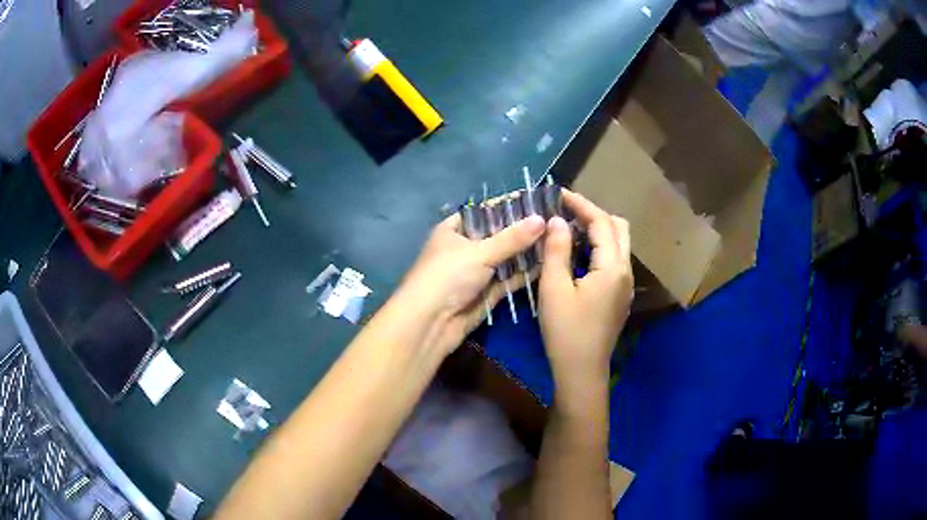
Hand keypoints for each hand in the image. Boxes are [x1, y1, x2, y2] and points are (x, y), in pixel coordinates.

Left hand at [395, 212, 545, 355]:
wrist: (430, 323)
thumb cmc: (448, 276)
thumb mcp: (480, 252)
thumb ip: (512, 238)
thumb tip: (542, 219)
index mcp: (454, 230)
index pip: (484, 211)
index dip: (508, 206)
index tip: (538, 202)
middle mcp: (465, 248)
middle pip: (498, 235)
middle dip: (523, 231)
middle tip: (555, 221)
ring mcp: (476, 272)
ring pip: (506, 258)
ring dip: (527, 251)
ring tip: (558, 238)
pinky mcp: (487, 293)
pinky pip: (509, 278)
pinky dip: (525, 272)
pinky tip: (549, 262)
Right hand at [539, 190, 632, 395]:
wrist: (581, 371)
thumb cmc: (565, 331)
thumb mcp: (554, 288)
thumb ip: (557, 250)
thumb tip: (557, 221)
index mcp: (612, 267)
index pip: (601, 223)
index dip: (581, 204)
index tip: (559, 193)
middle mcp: (625, 271)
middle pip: (618, 228)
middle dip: (594, 213)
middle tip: (566, 210)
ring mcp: (625, 285)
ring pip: (618, 244)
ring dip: (597, 230)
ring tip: (569, 227)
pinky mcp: (619, 296)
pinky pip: (613, 260)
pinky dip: (598, 247)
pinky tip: (577, 254)